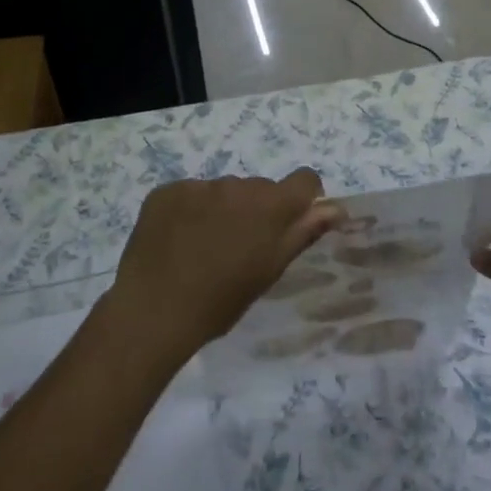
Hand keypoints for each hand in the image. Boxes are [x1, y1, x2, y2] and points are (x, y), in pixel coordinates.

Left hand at [106, 170, 342, 367]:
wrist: (154, 311)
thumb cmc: (221, 301)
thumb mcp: (269, 271)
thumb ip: (303, 232)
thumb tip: (336, 208)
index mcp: (269, 205)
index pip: (304, 180)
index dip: (303, 198)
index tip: (291, 222)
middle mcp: (236, 185)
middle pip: (259, 188)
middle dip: (257, 210)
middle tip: (239, 248)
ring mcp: (198, 186)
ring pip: (223, 191)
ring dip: (223, 210)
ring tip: (204, 248)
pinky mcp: (166, 191)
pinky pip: (189, 194)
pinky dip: (189, 211)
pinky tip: (177, 241)